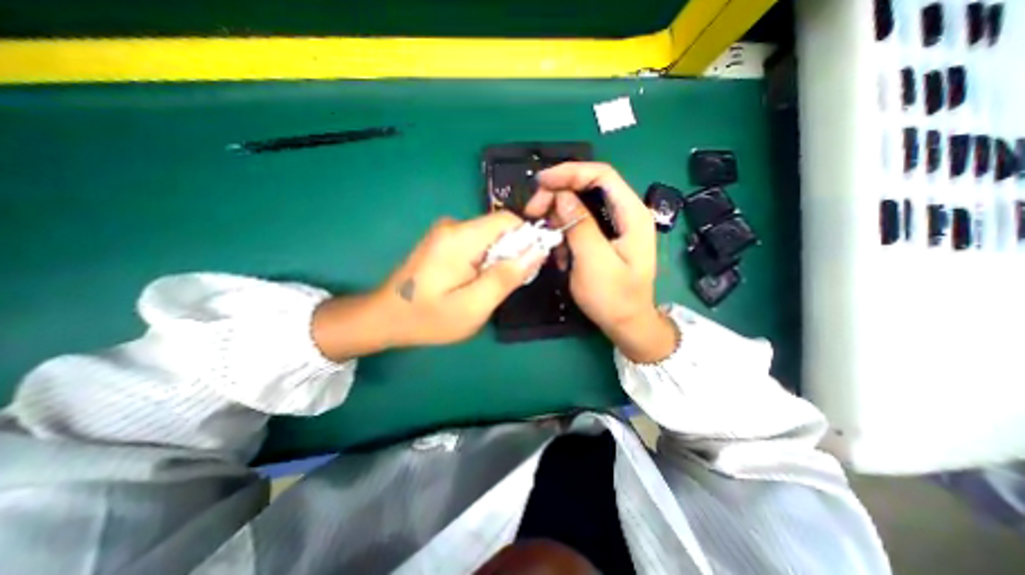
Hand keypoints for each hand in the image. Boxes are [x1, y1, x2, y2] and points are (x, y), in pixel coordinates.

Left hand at [381, 211, 548, 346]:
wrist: (385, 318)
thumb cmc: (429, 318)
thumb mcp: (474, 306)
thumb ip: (506, 277)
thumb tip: (538, 250)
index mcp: (460, 237)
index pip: (508, 221)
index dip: (527, 239)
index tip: (530, 267)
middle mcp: (453, 226)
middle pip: (499, 229)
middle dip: (512, 254)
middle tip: (507, 285)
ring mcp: (446, 233)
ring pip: (489, 238)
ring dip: (499, 260)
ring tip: (489, 288)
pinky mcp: (443, 242)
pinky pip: (476, 244)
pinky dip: (485, 260)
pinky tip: (475, 283)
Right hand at [525, 162, 677, 361]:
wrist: (627, 324)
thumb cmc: (614, 298)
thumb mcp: (594, 262)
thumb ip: (580, 225)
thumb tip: (561, 196)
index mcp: (632, 214)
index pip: (601, 175)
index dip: (569, 172)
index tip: (541, 183)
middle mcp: (625, 213)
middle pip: (589, 187)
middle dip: (558, 194)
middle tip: (533, 211)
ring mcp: (615, 226)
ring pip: (581, 205)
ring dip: (558, 216)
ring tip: (546, 238)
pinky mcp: (604, 237)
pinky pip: (580, 224)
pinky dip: (564, 233)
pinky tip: (560, 253)